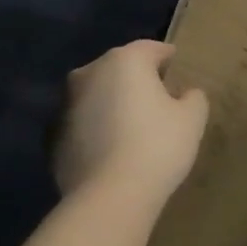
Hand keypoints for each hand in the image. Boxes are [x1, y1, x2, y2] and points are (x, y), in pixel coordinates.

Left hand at [55, 41, 208, 202]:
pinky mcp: (53, 137)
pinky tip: (114, 149)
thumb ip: (193, 97)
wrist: (109, 196)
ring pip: (98, 95)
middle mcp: (89, 73)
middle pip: (120, 69)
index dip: (168, 58)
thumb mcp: (193, 118)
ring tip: (135, 126)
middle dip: (138, 80)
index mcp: (124, 61)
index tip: (179, 71)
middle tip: (160, 100)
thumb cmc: (158, 146)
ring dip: (114, 103)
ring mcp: (65, 105)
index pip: (151, 49)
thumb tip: (185, 93)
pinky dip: (98, 128)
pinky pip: (84, 123)